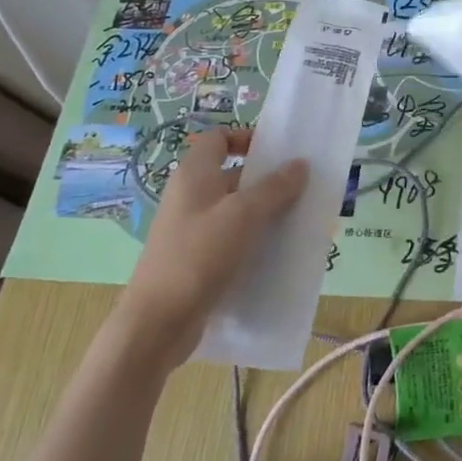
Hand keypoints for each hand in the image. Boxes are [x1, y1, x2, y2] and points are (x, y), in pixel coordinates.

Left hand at [116, 128, 308, 366]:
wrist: (158, 322)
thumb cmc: (199, 255)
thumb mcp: (244, 215)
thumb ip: (275, 187)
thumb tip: (299, 164)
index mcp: (194, 175)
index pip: (219, 139)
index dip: (247, 138)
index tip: (280, 152)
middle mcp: (190, 197)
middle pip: (232, 175)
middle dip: (268, 180)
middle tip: (303, 189)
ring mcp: (192, 230)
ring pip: (236, 210)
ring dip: (266, 213)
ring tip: (299, 221)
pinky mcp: (198, 259)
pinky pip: (232, 239)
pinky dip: (255, 240)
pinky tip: (279, 252)